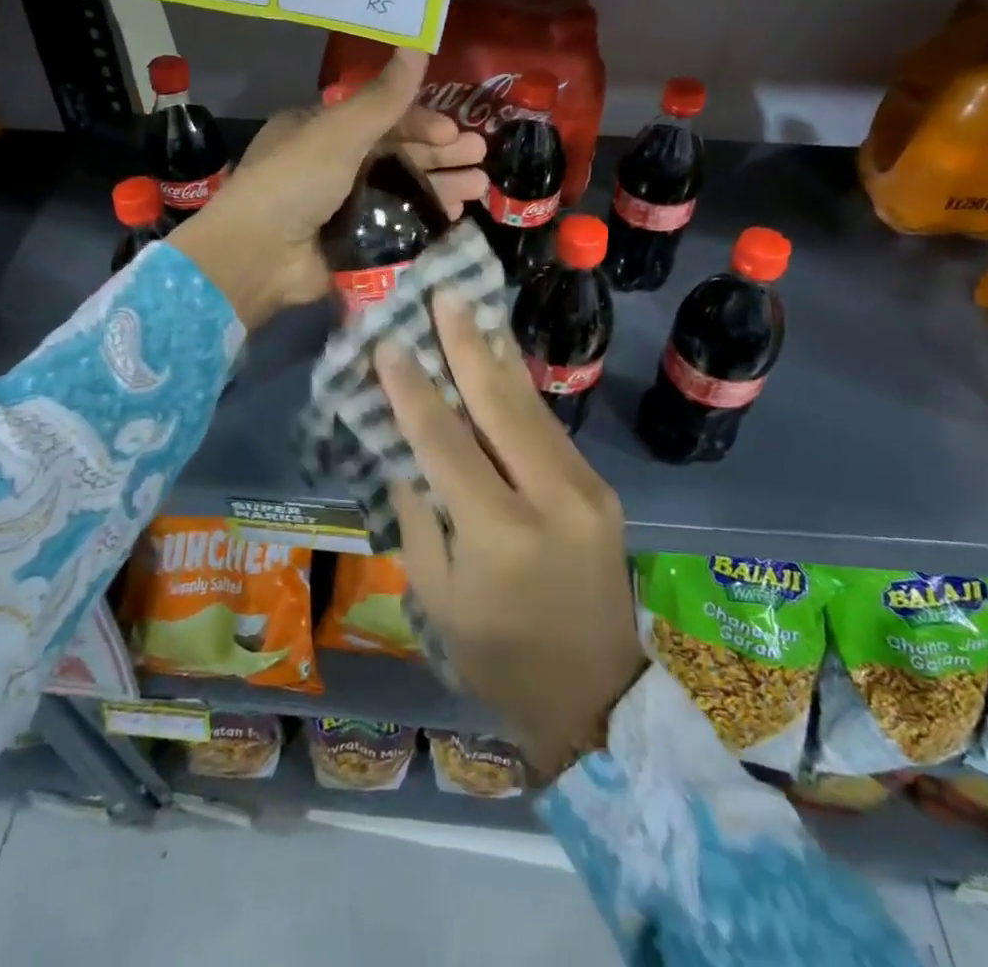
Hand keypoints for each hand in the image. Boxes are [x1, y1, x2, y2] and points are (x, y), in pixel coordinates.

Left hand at [168, 50, 485, 329]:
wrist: (257, 257)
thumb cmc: (295, 181)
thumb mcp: (338, 132)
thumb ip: (383, 96)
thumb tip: (418, 42)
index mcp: (321, 131)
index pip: (380, 119)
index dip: (420, 123)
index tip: (452, 132)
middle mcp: (332, 165)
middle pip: (397, 154)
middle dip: (440, 154)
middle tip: (480, 157)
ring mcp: (343, 207)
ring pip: (402, 190)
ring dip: (440, 186)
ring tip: (479, 188)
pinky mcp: (353, 243)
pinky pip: (397, 225)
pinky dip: (425, 219)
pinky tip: (454, 216)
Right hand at [376, 293, 647, 777]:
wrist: (595, 693)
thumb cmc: (497, 655)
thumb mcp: (436, 597)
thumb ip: (418, 517)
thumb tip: (402, 451)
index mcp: (498, 534)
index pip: (444, 443)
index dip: (412, 390)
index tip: (389, 343)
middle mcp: (548, 498)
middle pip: (499, 406)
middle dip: (466, 345)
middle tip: (443, 295)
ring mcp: (584, 489)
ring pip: (531, 406)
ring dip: (496, 355)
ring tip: (472, 309)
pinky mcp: (598, 488)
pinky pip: (549, 427)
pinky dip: (519, 388)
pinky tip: (500, 359)